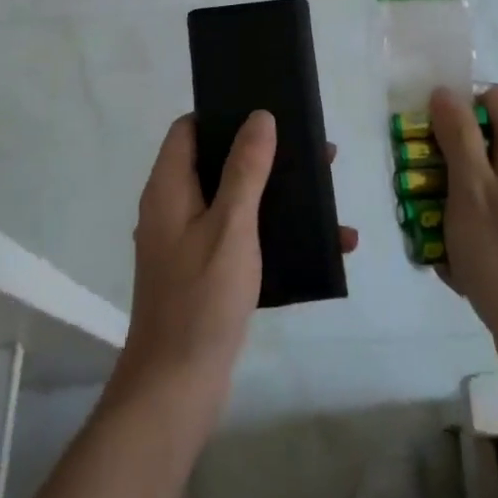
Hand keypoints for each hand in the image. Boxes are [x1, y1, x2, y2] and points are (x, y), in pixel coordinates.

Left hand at [114, 112, 356, 413]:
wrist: (177, 388)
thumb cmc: (202, 297)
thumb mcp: (231, 225)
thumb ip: (245, 168)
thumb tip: (259, 115)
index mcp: (169, 188)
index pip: (189, 129)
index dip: (223, 114)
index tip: (267, 110)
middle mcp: (174, 209)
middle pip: (219, 162)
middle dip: (266, 155)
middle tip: (315, 153)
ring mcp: (188, 243)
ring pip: (236, 201)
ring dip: (279, 195)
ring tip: (328, 195)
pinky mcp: (205, 272)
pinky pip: (243, 237)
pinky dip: (276, 234)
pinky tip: (323, 247)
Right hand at [428, 85, 497, 387]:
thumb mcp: (470, 188)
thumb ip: (457, 135)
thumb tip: (446, 91)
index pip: (490, 96)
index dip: (455, 106)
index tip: (425, 136)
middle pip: (481, 139)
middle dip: (443, 158)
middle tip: (417, 186)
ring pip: (479, 180)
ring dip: (448, 198)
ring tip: (428, 228)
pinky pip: (488, 214)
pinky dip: (465, 227)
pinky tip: (451, 260)